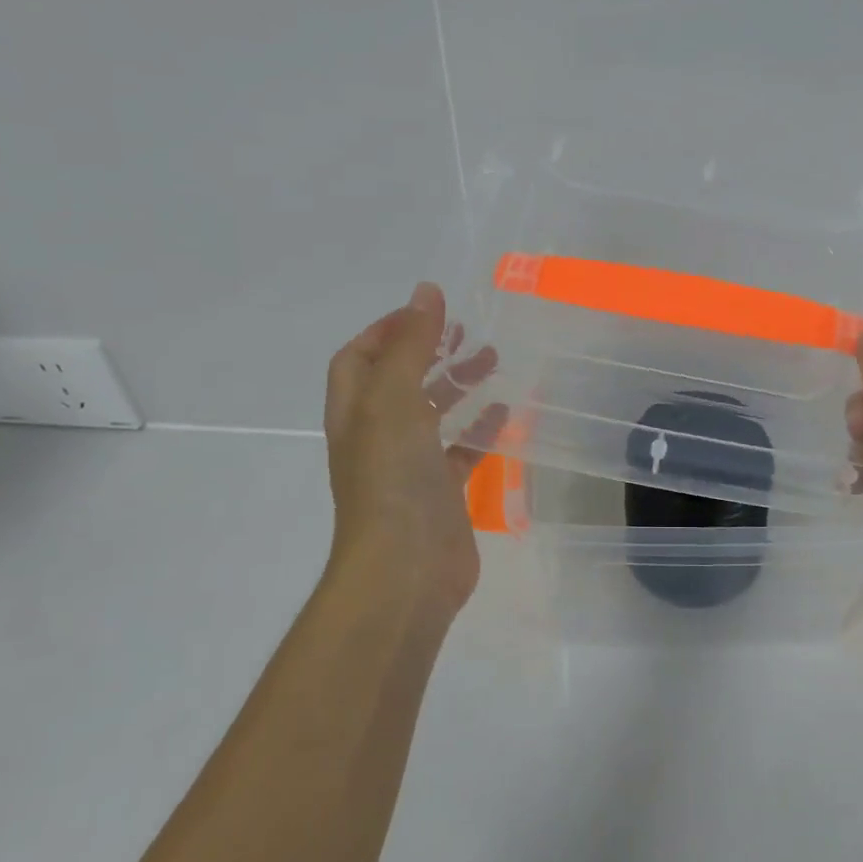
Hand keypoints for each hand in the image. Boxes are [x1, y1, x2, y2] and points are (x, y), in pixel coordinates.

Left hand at [323, 282, 505, 618]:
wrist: (404, 570)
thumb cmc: (392, 477)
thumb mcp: (395, 398)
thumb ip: (411, 344)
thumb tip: (425, 291)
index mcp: (356, 411)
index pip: (358, 357)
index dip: (386, 329)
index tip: (428, 312)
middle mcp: (377, 434)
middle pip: (399, 380)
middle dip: (429, 351)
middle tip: (467, 332)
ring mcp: (409, 465)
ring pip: (433, 412)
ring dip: (458, 384)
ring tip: (493, 361)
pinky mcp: (441, 491)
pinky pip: (461, 449)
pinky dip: (480, 428)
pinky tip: (506, 414)